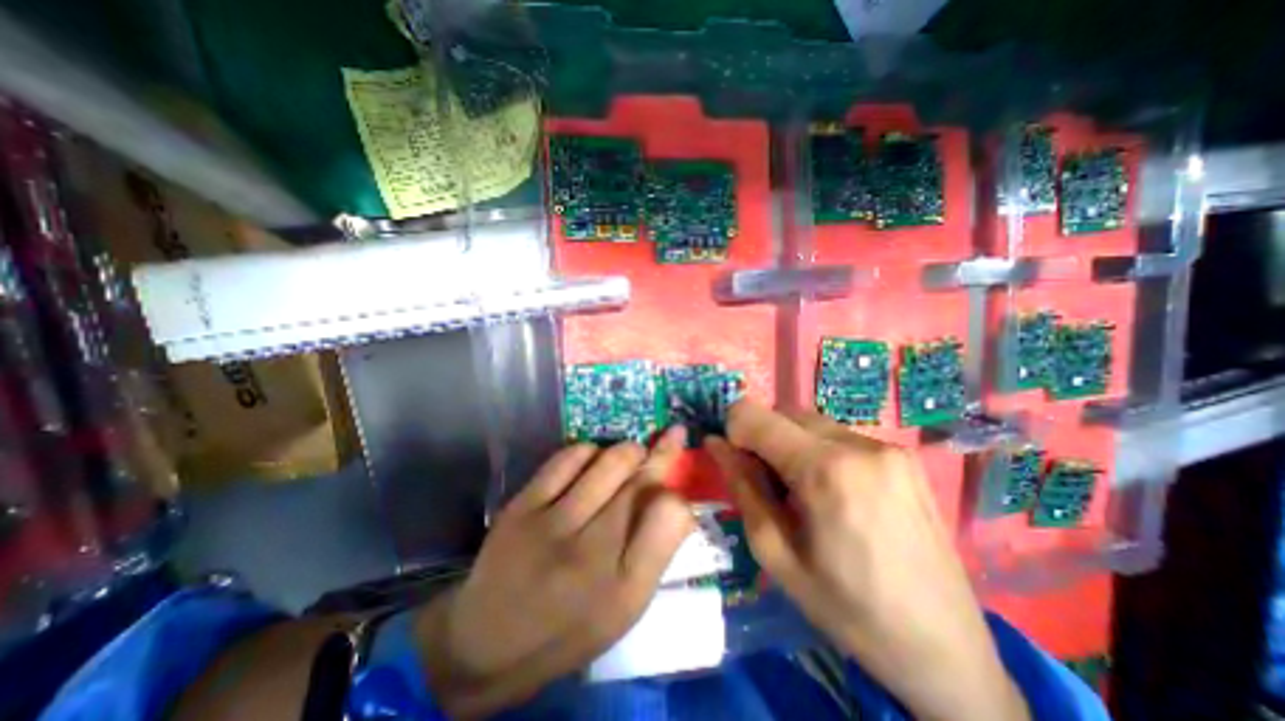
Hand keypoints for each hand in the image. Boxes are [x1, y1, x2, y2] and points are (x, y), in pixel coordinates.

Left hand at [410, 428, 693, 715]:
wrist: (487, 642)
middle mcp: (591, 552)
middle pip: (642, 481)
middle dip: (663, 454)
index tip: (677, 485)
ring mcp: (552, 524)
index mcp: (623, 588)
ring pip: (611, 460)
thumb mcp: (624, 610)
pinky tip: (592, 461)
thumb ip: (656, 553)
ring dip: (630, 450)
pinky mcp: (522, 505)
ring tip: (633, 455)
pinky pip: (569, 456)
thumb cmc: (568, 629)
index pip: (671, 515)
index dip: (679, 493)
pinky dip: (590, 451)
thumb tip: (678, 501)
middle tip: (671, 437)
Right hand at [708, 399, 1031, 720]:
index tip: (738, 465)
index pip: (754, 415)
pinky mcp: (903, 455)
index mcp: (825, 469)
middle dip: (763, 438)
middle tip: (769, 486)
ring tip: (804, 493)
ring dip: (791, 444)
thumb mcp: (775, 554)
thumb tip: (714, 443)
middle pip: (783, 413)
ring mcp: (887, 446)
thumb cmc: (848, 609)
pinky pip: (839, 435)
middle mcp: (858, 444)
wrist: (945, 649)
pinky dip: (820, 451)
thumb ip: (741, 487)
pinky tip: (835, 493)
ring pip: (811, 422)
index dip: (734, 433)